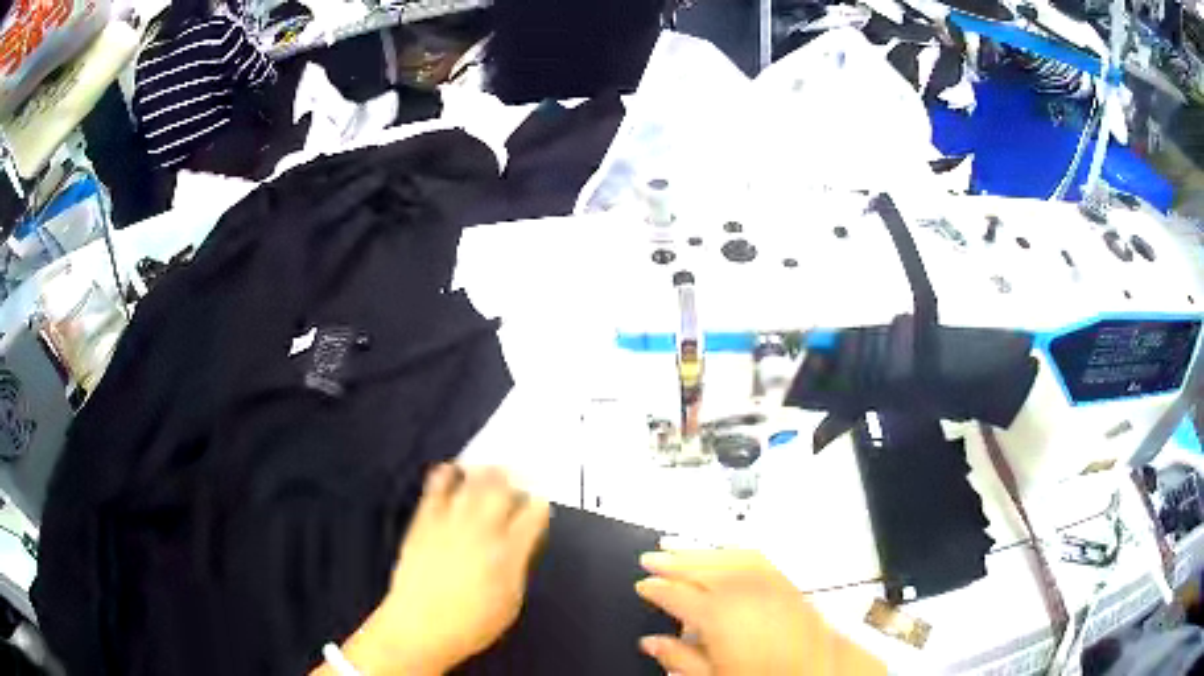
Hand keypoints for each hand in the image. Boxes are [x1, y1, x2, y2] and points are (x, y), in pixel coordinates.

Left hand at [315, 465, 550, 675]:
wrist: (421, 626)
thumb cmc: (471, 624)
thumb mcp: (510, 602)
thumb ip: (517, 567)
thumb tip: (519, 547)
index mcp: (508, 551)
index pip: (532, 515)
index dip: (538, 505)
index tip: (538, 502)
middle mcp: (481, 531)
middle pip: (502, 492)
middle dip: (512, 480)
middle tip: (516, 473)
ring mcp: (450, 524)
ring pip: (471, 486)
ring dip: (483, 473)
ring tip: (489, 467)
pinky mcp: (424, 524)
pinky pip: (435, 491)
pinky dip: (443, 476)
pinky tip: (448, 469)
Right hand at [635, 549, 883, 675]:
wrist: (815, 674)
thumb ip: (678, 657)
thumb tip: (652, 642)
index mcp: (717, 615)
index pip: (675, 594)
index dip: (655, 588)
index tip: (643, 585)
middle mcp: (741, 592)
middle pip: (697, 568)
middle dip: (671, 562)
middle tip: (650, 558)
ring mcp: (766, 583)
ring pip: (724, 556)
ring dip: (698, 551)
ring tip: (678, 547)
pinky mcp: (785, 583)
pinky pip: (755, 557)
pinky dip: (735, 549)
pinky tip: (726, 548)